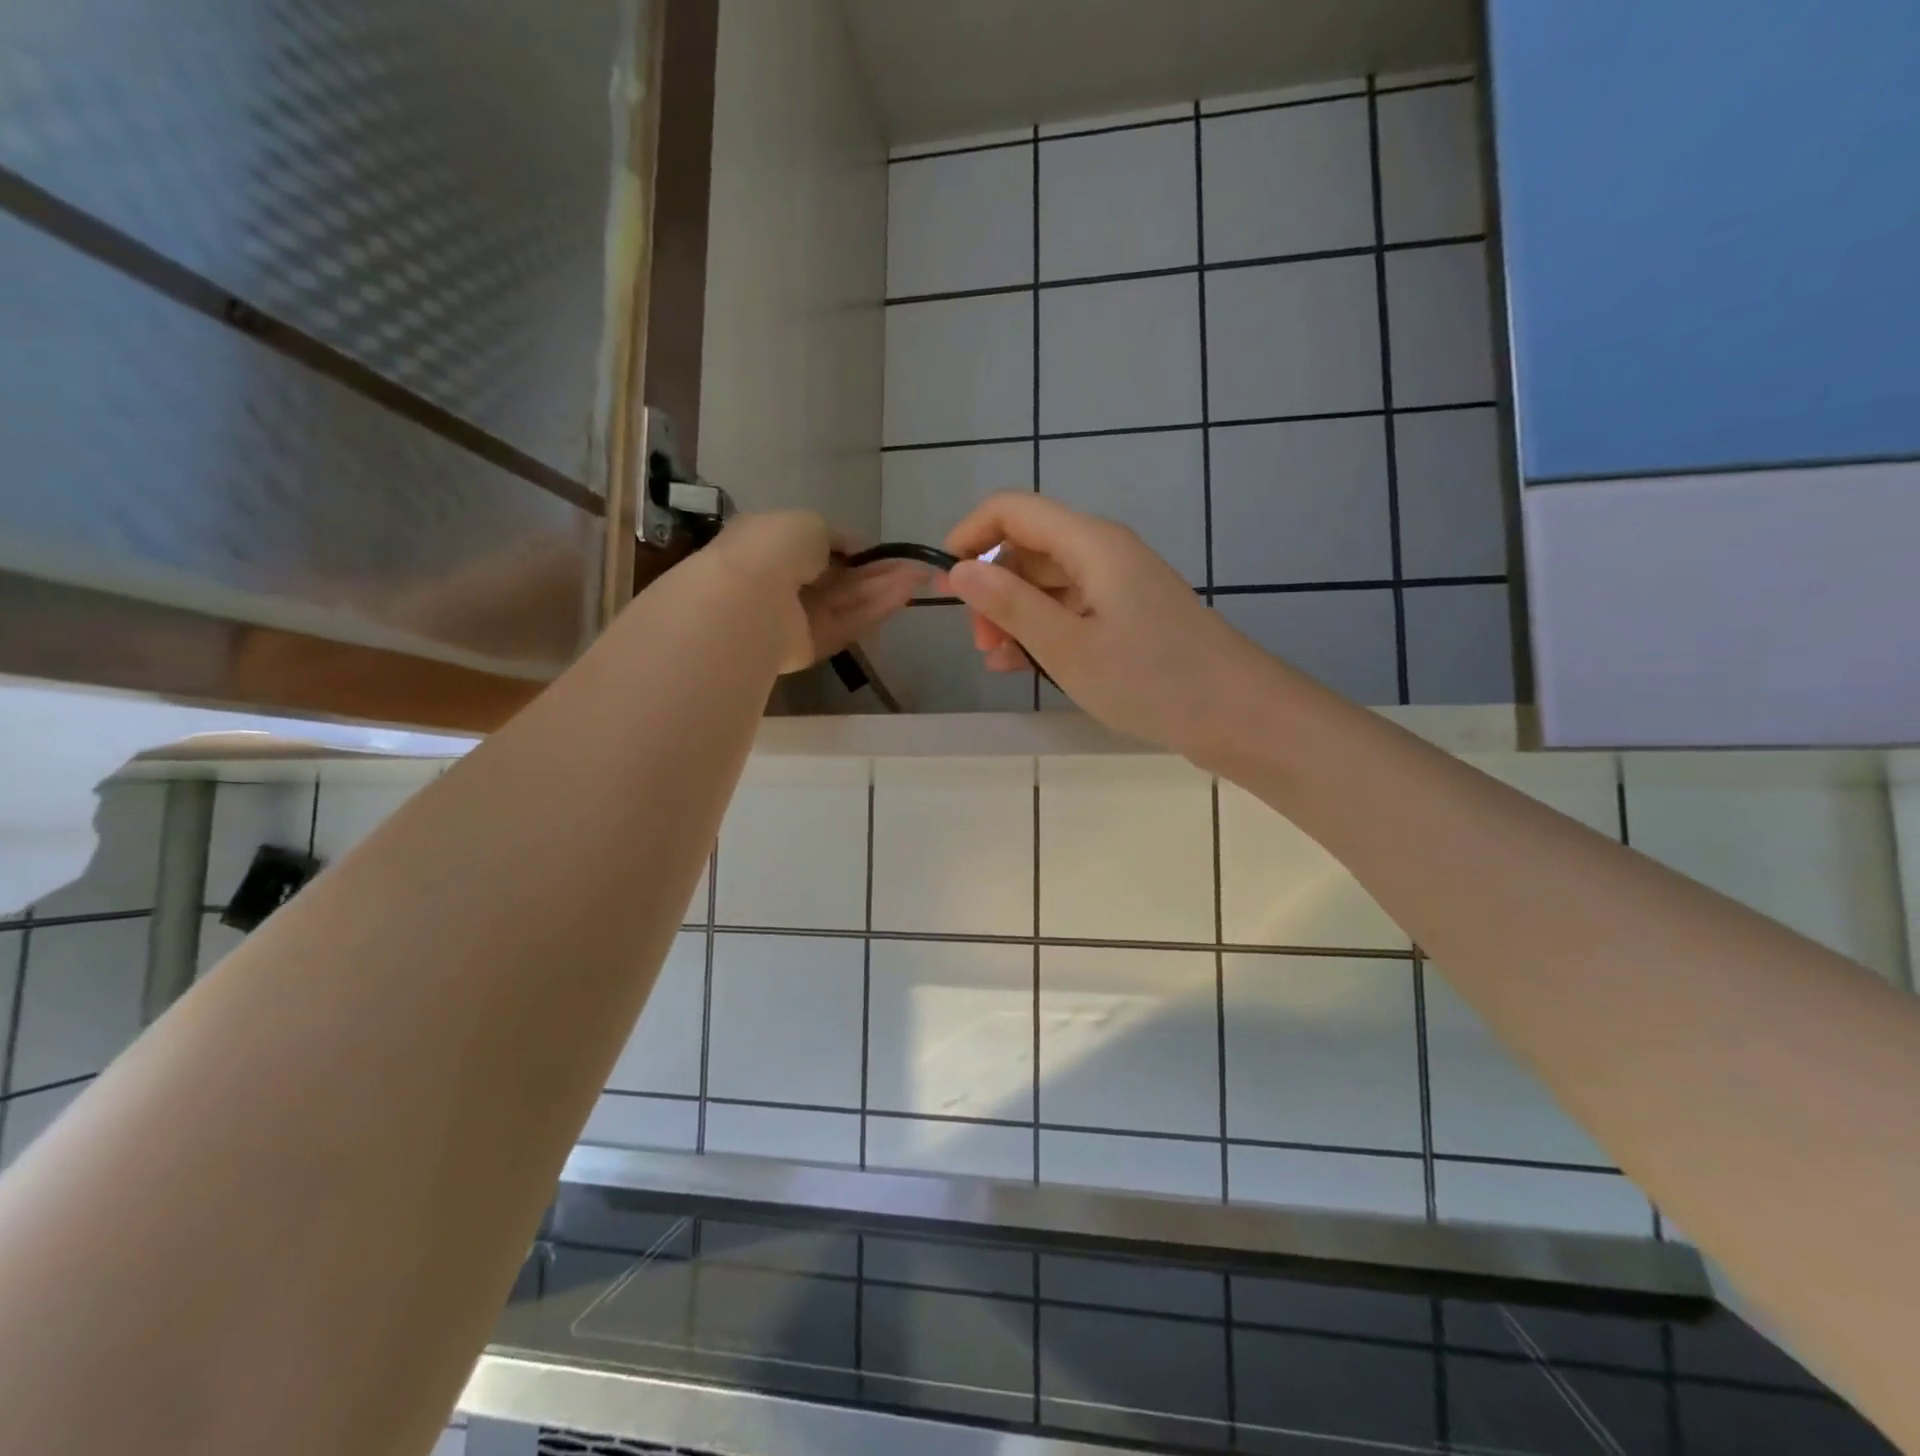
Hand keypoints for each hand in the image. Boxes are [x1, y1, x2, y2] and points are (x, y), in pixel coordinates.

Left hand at [706, 512, 923, 672]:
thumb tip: (853, 548)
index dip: (852, 550)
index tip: (882, 551)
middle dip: (876, 572)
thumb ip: (835, 535)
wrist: (748, 600)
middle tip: (914, 566)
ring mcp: (798, 617)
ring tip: (919, 577)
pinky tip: (904, 595)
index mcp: (773, 546)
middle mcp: (784, 582)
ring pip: (847, 601)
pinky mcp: (811, 646)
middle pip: (839, 579)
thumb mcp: (809, 522)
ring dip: (882, 589)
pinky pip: (847, 624)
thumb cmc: (773, 549)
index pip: (817, 549)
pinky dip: (875, 610)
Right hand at [943, 494, 1275, 757]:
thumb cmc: (1150, 679)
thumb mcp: (1067, 647)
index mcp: (1091, 544)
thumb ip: (1010, 605)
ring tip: (997, 661)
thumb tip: (958, 570)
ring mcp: (1120, 585)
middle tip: (980, 641)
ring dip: (1015, 615)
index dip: (970, 535)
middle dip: (993, 588)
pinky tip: (1025, 666)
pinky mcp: (1129, 616)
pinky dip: (1044, 631)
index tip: (944, 583)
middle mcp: (1104, 553)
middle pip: (1029, 548)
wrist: (1237, 715)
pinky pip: (1072, 610)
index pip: (1012, 510)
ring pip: (1048, 584)